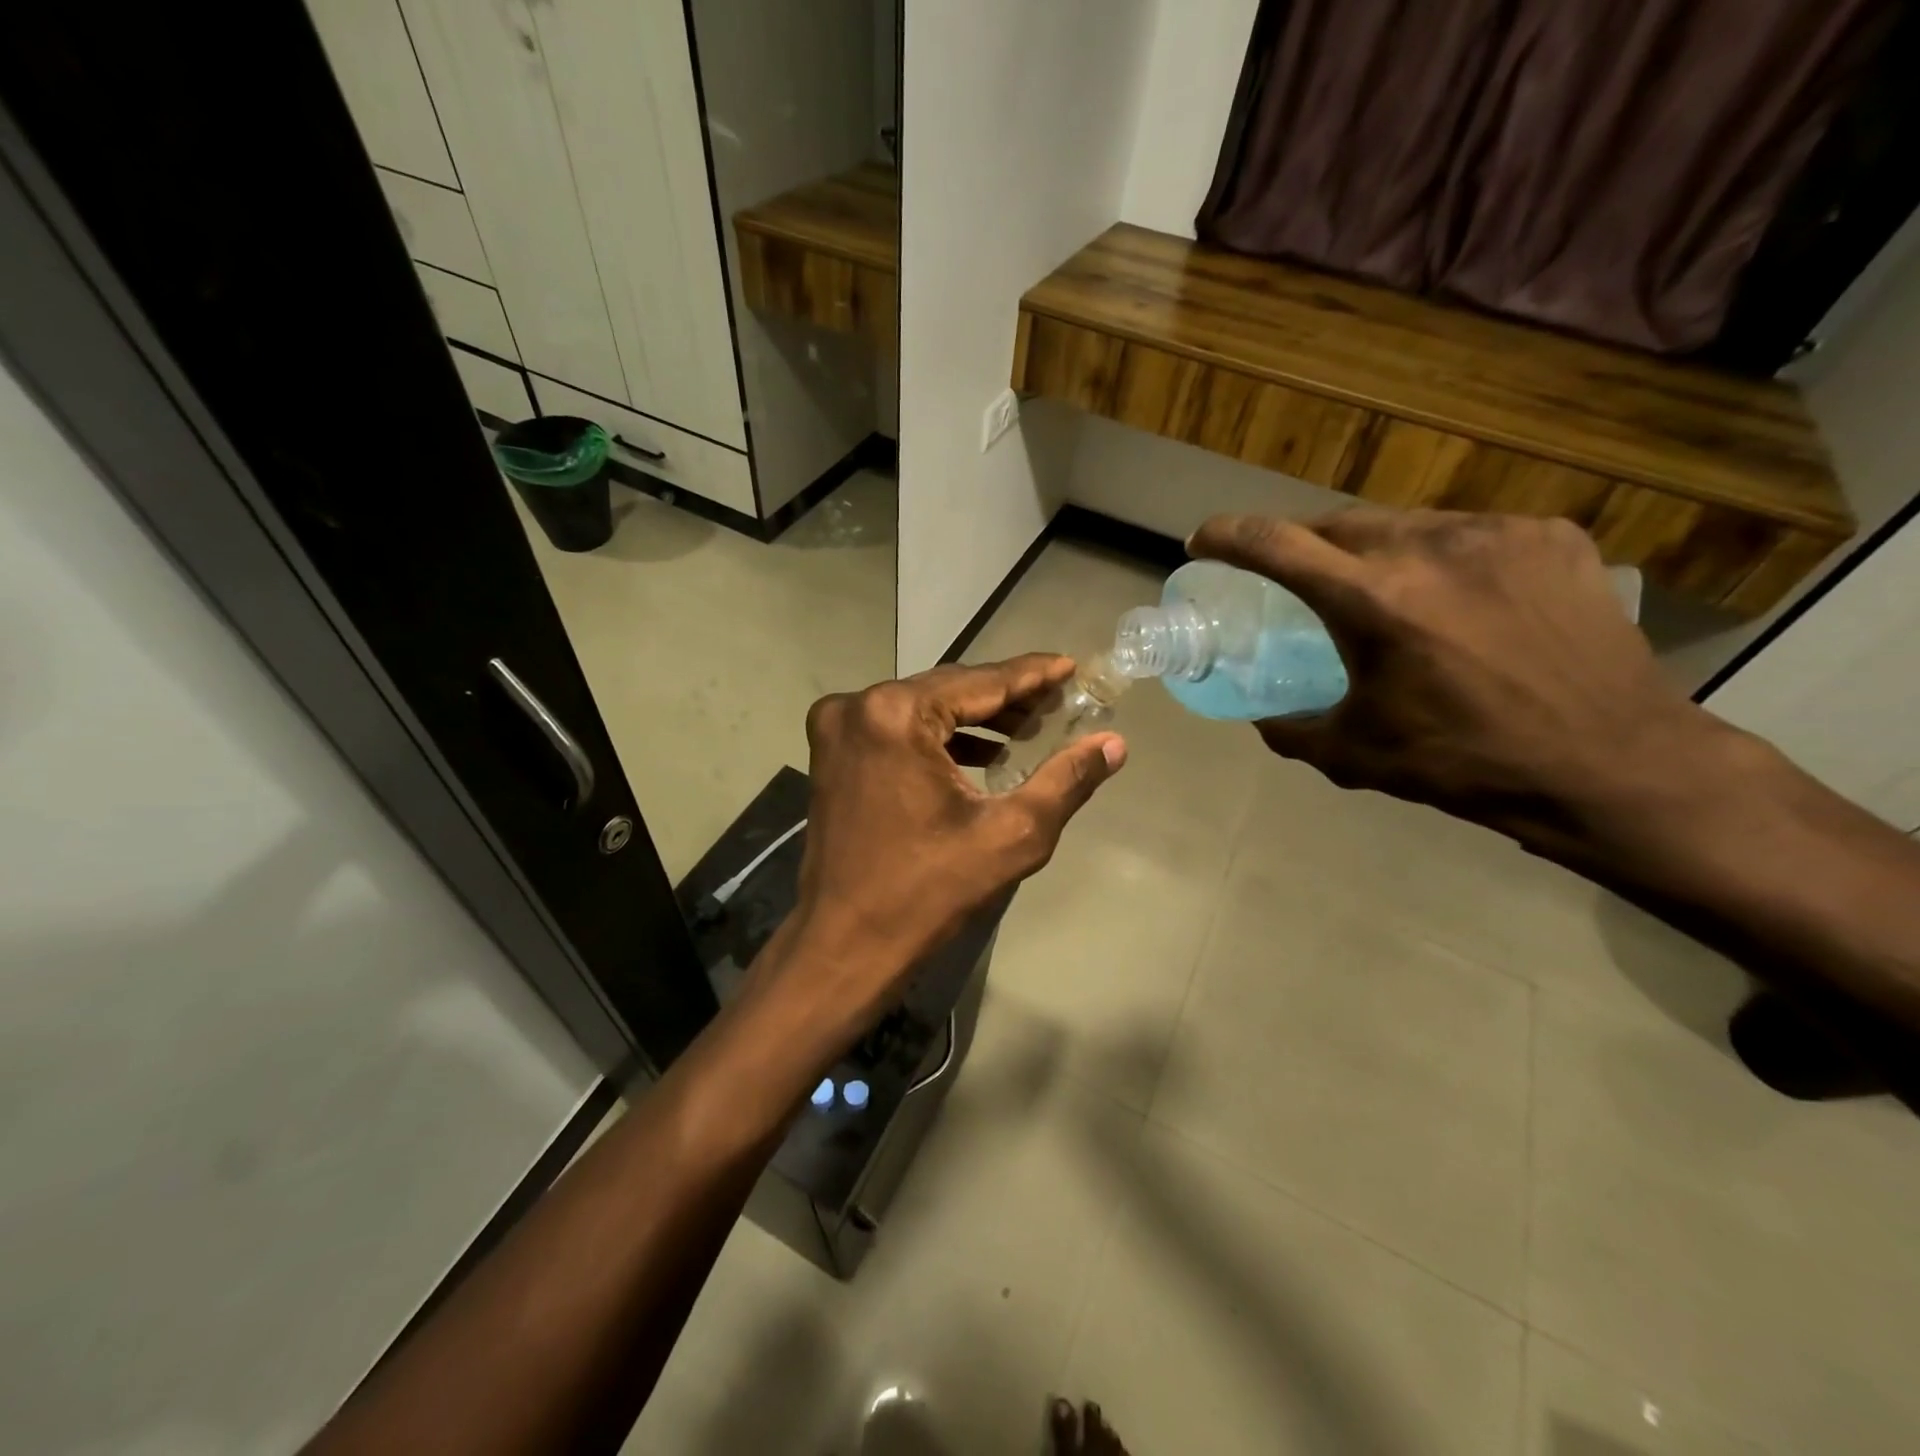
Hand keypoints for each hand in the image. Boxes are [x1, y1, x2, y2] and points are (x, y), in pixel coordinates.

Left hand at [760, 655, 1124, 1039]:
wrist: (845, 944)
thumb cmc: (929, 892)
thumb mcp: (1012, 834)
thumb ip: (1066, 780)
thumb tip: (1112, 744)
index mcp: (897, 714)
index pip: (981, 682)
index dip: (1032, 675)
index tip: (1070, 666)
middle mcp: (859, 706)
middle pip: (950, 690)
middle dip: (1006, 697)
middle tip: (1057, 701)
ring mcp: (837, 728)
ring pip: (923, 707)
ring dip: (974, 718)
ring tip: (1028, 727)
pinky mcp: (832, 753)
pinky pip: (897, 729)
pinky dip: (939, 736)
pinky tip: (981, 753)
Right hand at [1187, 509, 1732, 841]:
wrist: (1612, 764)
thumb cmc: (1466, 764)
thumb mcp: (1354, 755)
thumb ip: (1290, 730)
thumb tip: (1262, 716)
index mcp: (1373, 601)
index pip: (1275, 544)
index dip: (1227, 536)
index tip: (1202, 541)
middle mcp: (1430, 548)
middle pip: (1336, 523)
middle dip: (1302, 546)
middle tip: (1295, 578)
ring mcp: (1497, 534)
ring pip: (1404, 525)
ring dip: (1373, 552)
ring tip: (1383, 593)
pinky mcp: (1550, 537)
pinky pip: (1469, 535)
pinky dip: (1441, 559)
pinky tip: (1458, 600)